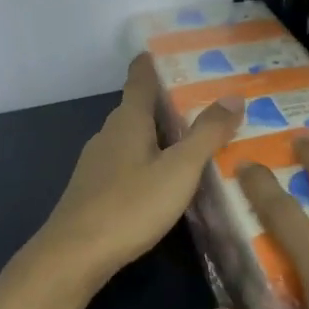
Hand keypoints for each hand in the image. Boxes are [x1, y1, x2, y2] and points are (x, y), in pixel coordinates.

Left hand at [29, 54, 243, 292]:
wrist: (74, 256)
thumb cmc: (130, 205)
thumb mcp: (179, 170)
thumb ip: (206, 134)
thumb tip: (233, 96)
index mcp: (128, 120)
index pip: (140, 78)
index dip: (154, 62)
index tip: (174, 52)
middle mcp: (109, 134)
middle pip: (139, 108)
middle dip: (168, 102)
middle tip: (206, 101)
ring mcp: (98, 163)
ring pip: (133, 137)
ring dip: (160, 134)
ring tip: (193, 139)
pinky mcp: (94, 189)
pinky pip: (127, 162)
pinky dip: (148, 160)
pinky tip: (165, 178)